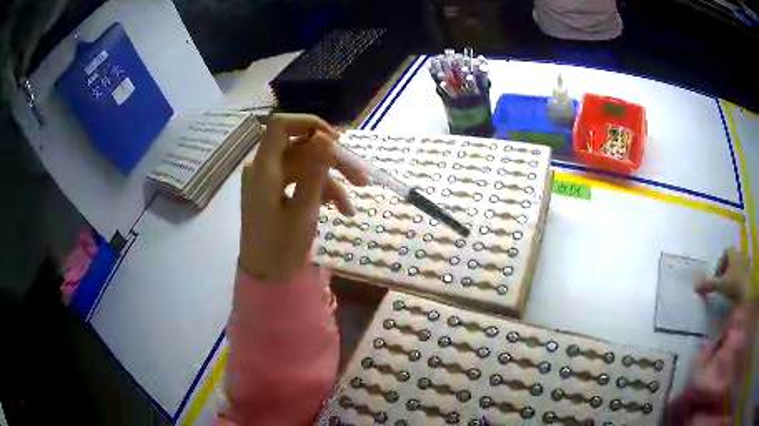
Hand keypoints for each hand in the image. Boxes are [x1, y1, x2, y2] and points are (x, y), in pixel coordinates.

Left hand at [239, 114, 366, 281]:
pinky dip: (321, 192)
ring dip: (331, 182)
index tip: (336, 140)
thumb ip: (315, 172)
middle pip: (302, 148)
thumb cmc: (281, 248)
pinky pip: (301, 181)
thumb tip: (325, 137)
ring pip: (305, 166)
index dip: (309, 124)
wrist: (266, 278)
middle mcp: (264, 169)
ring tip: (351, 208)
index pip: (281, 126)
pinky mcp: (276, 192)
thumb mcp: (304, 211)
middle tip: (362, 179)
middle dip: (333, 162)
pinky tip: (339, 210)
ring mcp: (270, 180)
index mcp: (264, 169)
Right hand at [695, 248, 755, 303]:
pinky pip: (742, 273)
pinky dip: (738, 280)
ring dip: (733, 275)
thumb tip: (694, 285)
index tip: (717, 276)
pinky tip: (735, 292)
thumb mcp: (721, 286)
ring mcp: (745, 264)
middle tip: (722, 282)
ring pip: (738, 266)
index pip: (726, 252)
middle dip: (727, 269)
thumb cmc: (735, 284)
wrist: (748, 291)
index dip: (721, 262)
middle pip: (732, 258)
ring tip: (729, 289)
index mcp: (733, 254)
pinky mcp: (748, 273)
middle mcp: (740, 255)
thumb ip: (709, 285)